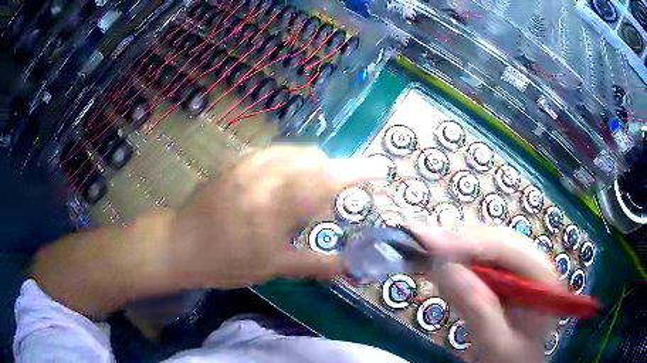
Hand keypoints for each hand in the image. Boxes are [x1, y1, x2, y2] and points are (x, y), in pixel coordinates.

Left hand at [169, 146, 381, 288]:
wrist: (179, 244)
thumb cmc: (225, 261)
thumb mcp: (272, 267)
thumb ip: (314, 264)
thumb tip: (349, 269)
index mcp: (277, 203)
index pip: (328, 178)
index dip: (358, 172)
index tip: (379, 170)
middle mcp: (266, 174)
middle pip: (315, 158)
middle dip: (332, 174)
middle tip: (327, 202)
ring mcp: (250, 163)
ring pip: (296, 152)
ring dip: (312, 167)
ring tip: (304, 195)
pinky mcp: (238, 161)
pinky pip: (276, 153)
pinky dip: (291, 164)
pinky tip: (281, 186)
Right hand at [410, 224, 557, 362]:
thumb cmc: (511, 360)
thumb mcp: (498, 345)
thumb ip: (478, 310)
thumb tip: (445, 267)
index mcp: (541, 277)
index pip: (508, 249)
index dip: (470, 243)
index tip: (431, 244)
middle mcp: (531, 265)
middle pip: (494, 242)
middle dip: (458, 241)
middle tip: (420, 238)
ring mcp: (516, 271)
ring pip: (483, 249)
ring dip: (452, 247)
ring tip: (421, 244)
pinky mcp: (500, 279)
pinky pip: (476, 264)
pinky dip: (452, 263)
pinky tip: (434, 261)